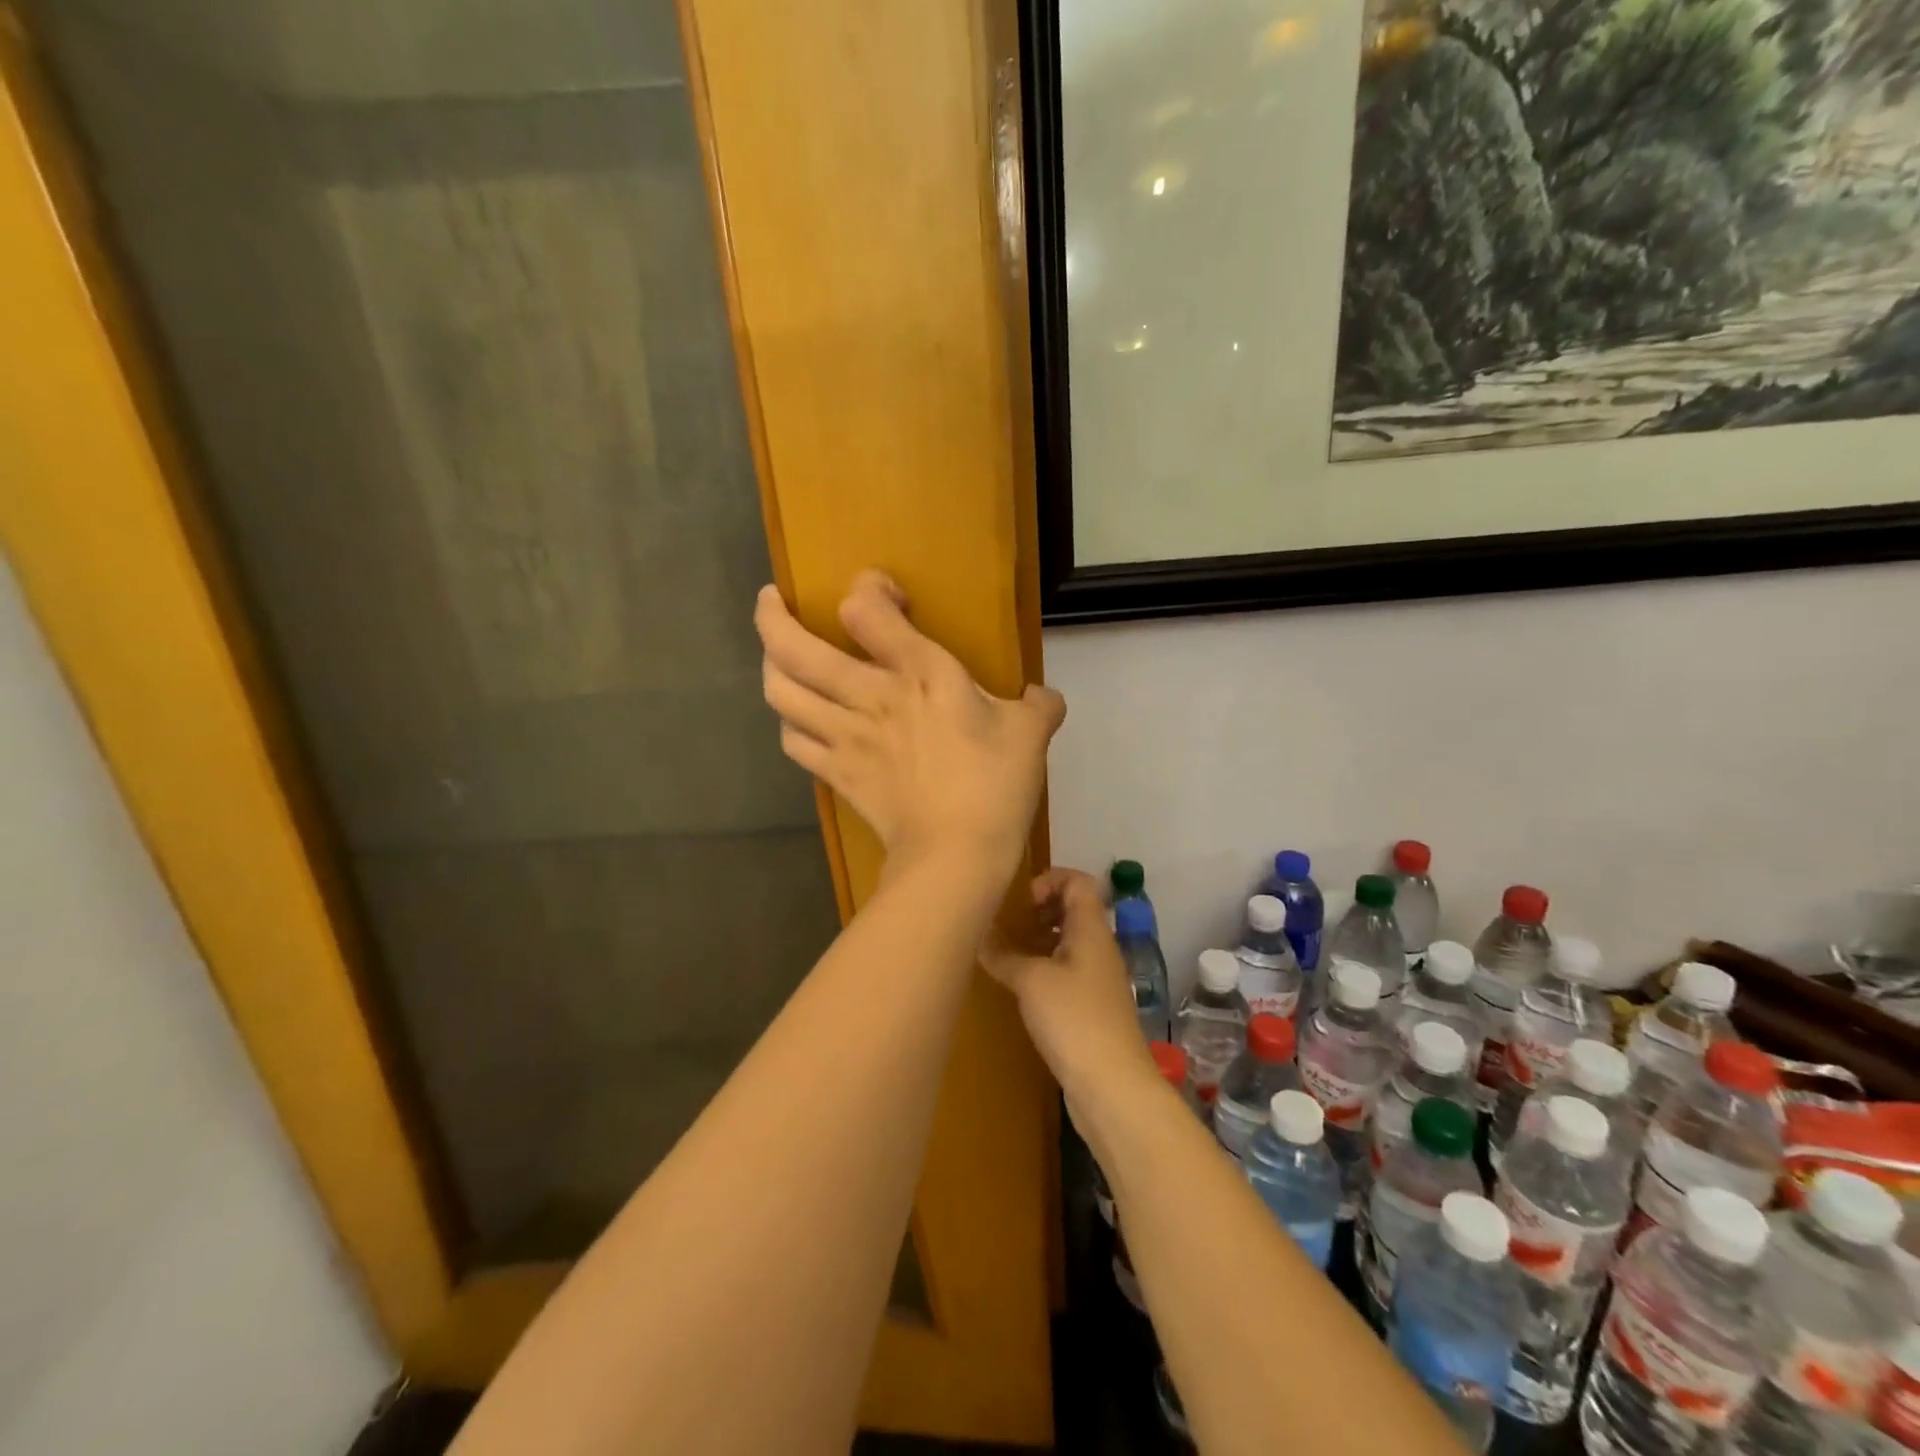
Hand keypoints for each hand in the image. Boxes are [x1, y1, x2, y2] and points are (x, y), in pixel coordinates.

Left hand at [756, 572, 1065, 871]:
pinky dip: (789, 723)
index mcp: (920, 673)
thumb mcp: (1031, 735)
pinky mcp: (836, 773)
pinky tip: (799, 719)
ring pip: (780, 692)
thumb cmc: (995, 786)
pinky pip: (793, 740)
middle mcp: (869, 696)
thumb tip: (1044, 697)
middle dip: (772, 618)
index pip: (865, 610)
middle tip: (772, 601)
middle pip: (793, 648)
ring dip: (771, 667)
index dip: (866, 589)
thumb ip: (1038, 705)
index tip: (884, 597)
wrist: (956, 855)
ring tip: (777, 656)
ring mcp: (845, 736)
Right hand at [984, 868, 1151, 1097]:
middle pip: (1073, 909)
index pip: (1078, 881)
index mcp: (1091, 929)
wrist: (1112, 1085)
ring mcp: (1097, 978)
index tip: (1020, 903)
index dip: (1049, 879)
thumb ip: (1003, 953)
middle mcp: (1098, 947)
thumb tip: (979, 935)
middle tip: (1008, 926)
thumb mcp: (1031, 980)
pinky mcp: (1091, 1007)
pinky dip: (1043, 969)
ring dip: (1038, 941)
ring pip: (1068, 942)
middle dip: (1039, 911)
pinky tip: (1020, 988)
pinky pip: (1066, 971)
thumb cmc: (1073, 1018)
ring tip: (1006, 955)